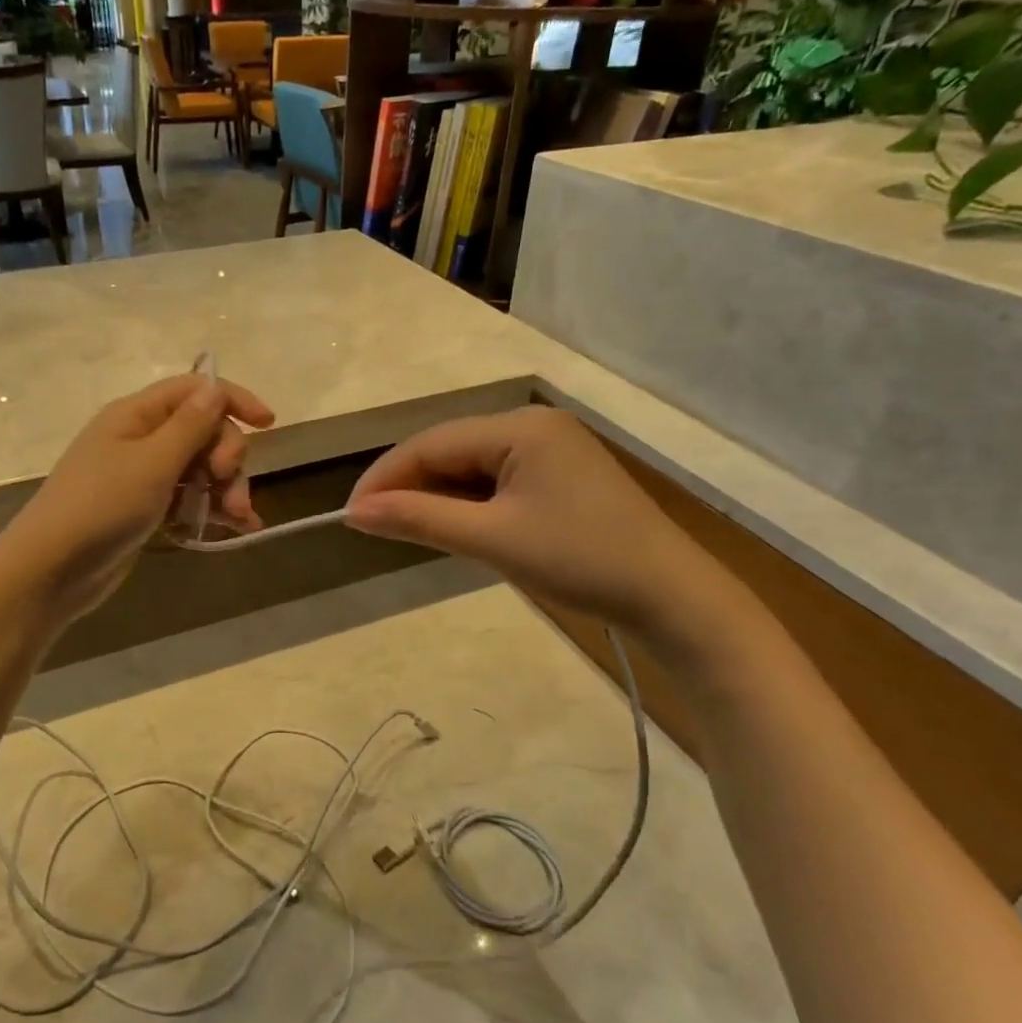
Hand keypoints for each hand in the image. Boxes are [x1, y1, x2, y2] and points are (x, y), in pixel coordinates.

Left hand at [0, 373, 274, 623]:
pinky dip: (212, 510)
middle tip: (228, 484)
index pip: (194, 390)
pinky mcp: (146, 509)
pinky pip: (189, 499)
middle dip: (228, 456)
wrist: (51, 570)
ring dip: (226, 488)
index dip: (233, 400)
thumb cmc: (101, 506)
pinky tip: (237, 529)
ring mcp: (143, 475)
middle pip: (203, 431)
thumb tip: (215, 387)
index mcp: (137, 414)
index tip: (269, 424)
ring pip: (201, 469)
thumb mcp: (153, 462)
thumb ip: (190, 426)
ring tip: (238, 518)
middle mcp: (141, 438)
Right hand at [344, 406, 734, 643]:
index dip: (385, 476)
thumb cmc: (580, 561)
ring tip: (403, 529)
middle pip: (450, 450)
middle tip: (371, 525)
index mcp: (520, 427)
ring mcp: (549, 450)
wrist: (671, 597)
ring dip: (436, 497)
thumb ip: (421, 519)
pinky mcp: (559, 476)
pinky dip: (467, 504)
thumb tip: (354, 513)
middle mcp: (533, 425)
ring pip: (471, 467)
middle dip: (409, 486)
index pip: (432, 443)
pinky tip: (451, 526)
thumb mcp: (492, 540)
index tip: (350, 514)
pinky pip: (496, 481)